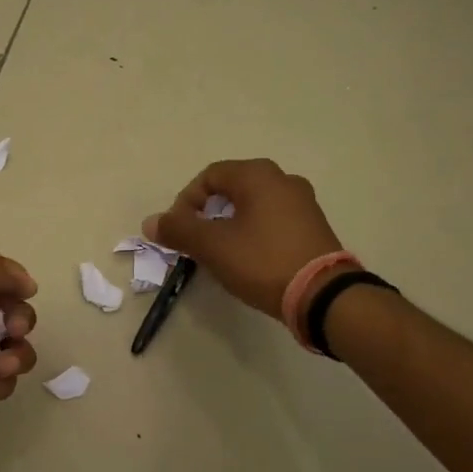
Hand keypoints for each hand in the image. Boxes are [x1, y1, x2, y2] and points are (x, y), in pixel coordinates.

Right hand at [143, 159, 343, 321]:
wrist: (322, 295)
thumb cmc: (262, 261)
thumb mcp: (212, 246)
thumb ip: (178, 230)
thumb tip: (150, 221)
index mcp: (258, 176)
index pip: (209, 176)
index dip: (186, 201)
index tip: (179, 231)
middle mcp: (283, 180)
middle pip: (231, 189)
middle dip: (207, 214)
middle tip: (197, 241)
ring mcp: (303, 203)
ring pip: (252, 206)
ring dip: (229, 224)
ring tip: (220, 253)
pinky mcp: (313, 226)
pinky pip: (272, 220)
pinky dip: (253, 233)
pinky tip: (248, 259)